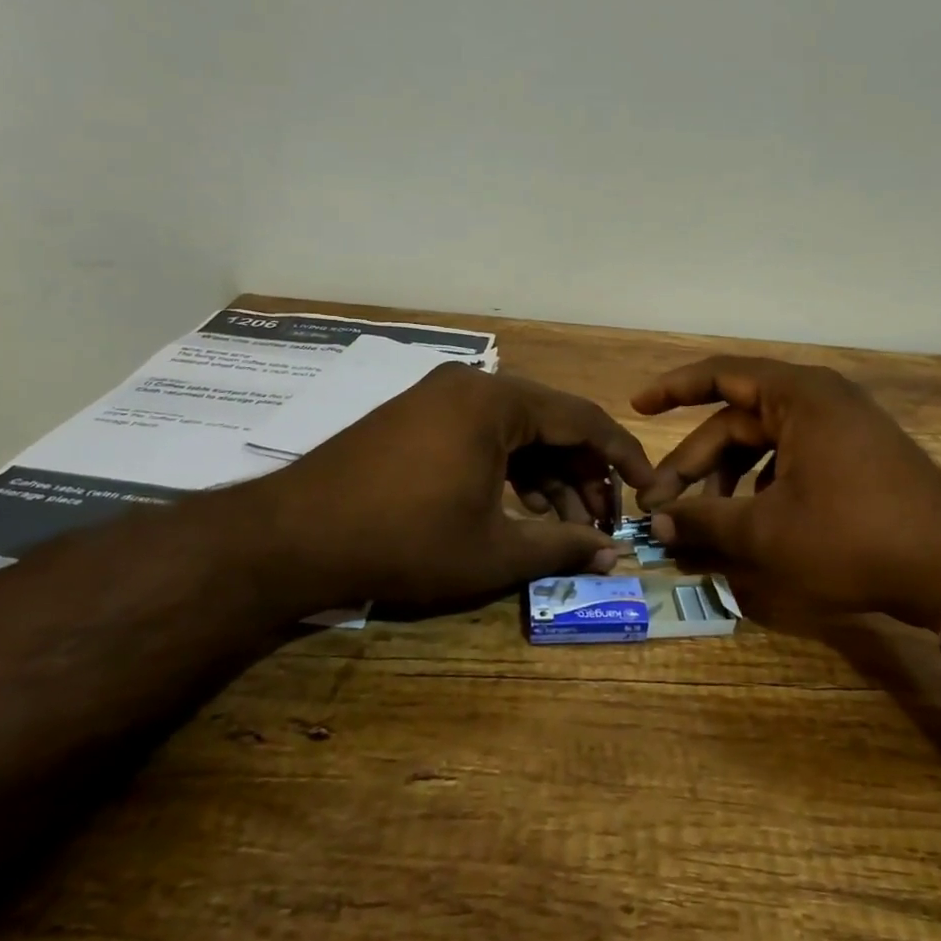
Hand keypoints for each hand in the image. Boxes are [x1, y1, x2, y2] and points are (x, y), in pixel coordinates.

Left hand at [234, 363, 654, 615]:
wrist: (290, 538)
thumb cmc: (404, 541)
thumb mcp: (494, 551)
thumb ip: (563, 546)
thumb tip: (617, 555)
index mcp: (497, 401)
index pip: (584, 419)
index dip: (624, 457)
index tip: (649, 488)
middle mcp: (472, 385)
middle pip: (551, 424)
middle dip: (583, 475)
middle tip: (600, 523)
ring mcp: (439, 397)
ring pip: (517, 432)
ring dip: (546, 477)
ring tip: (563, 527)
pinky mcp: (416, 416)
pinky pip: (483, 435)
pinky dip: (508, 470)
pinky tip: (519, 510)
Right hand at [633, 357, 940, 633]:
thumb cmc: (853, 536)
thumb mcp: (767, 532)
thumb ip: (705, 521)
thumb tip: (659, 524)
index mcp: (797, 396)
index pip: (721, 375)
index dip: (673, 389)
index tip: (637, 407)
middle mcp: (819, 400)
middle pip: (737, 421)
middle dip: (696, 464)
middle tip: (660, 505)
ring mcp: (842, 427)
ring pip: (764, 445)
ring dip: (728, 479)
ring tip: (703, 522)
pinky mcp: (856, 456)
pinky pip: (793, 459)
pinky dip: (763, 486)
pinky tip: (751, 523)